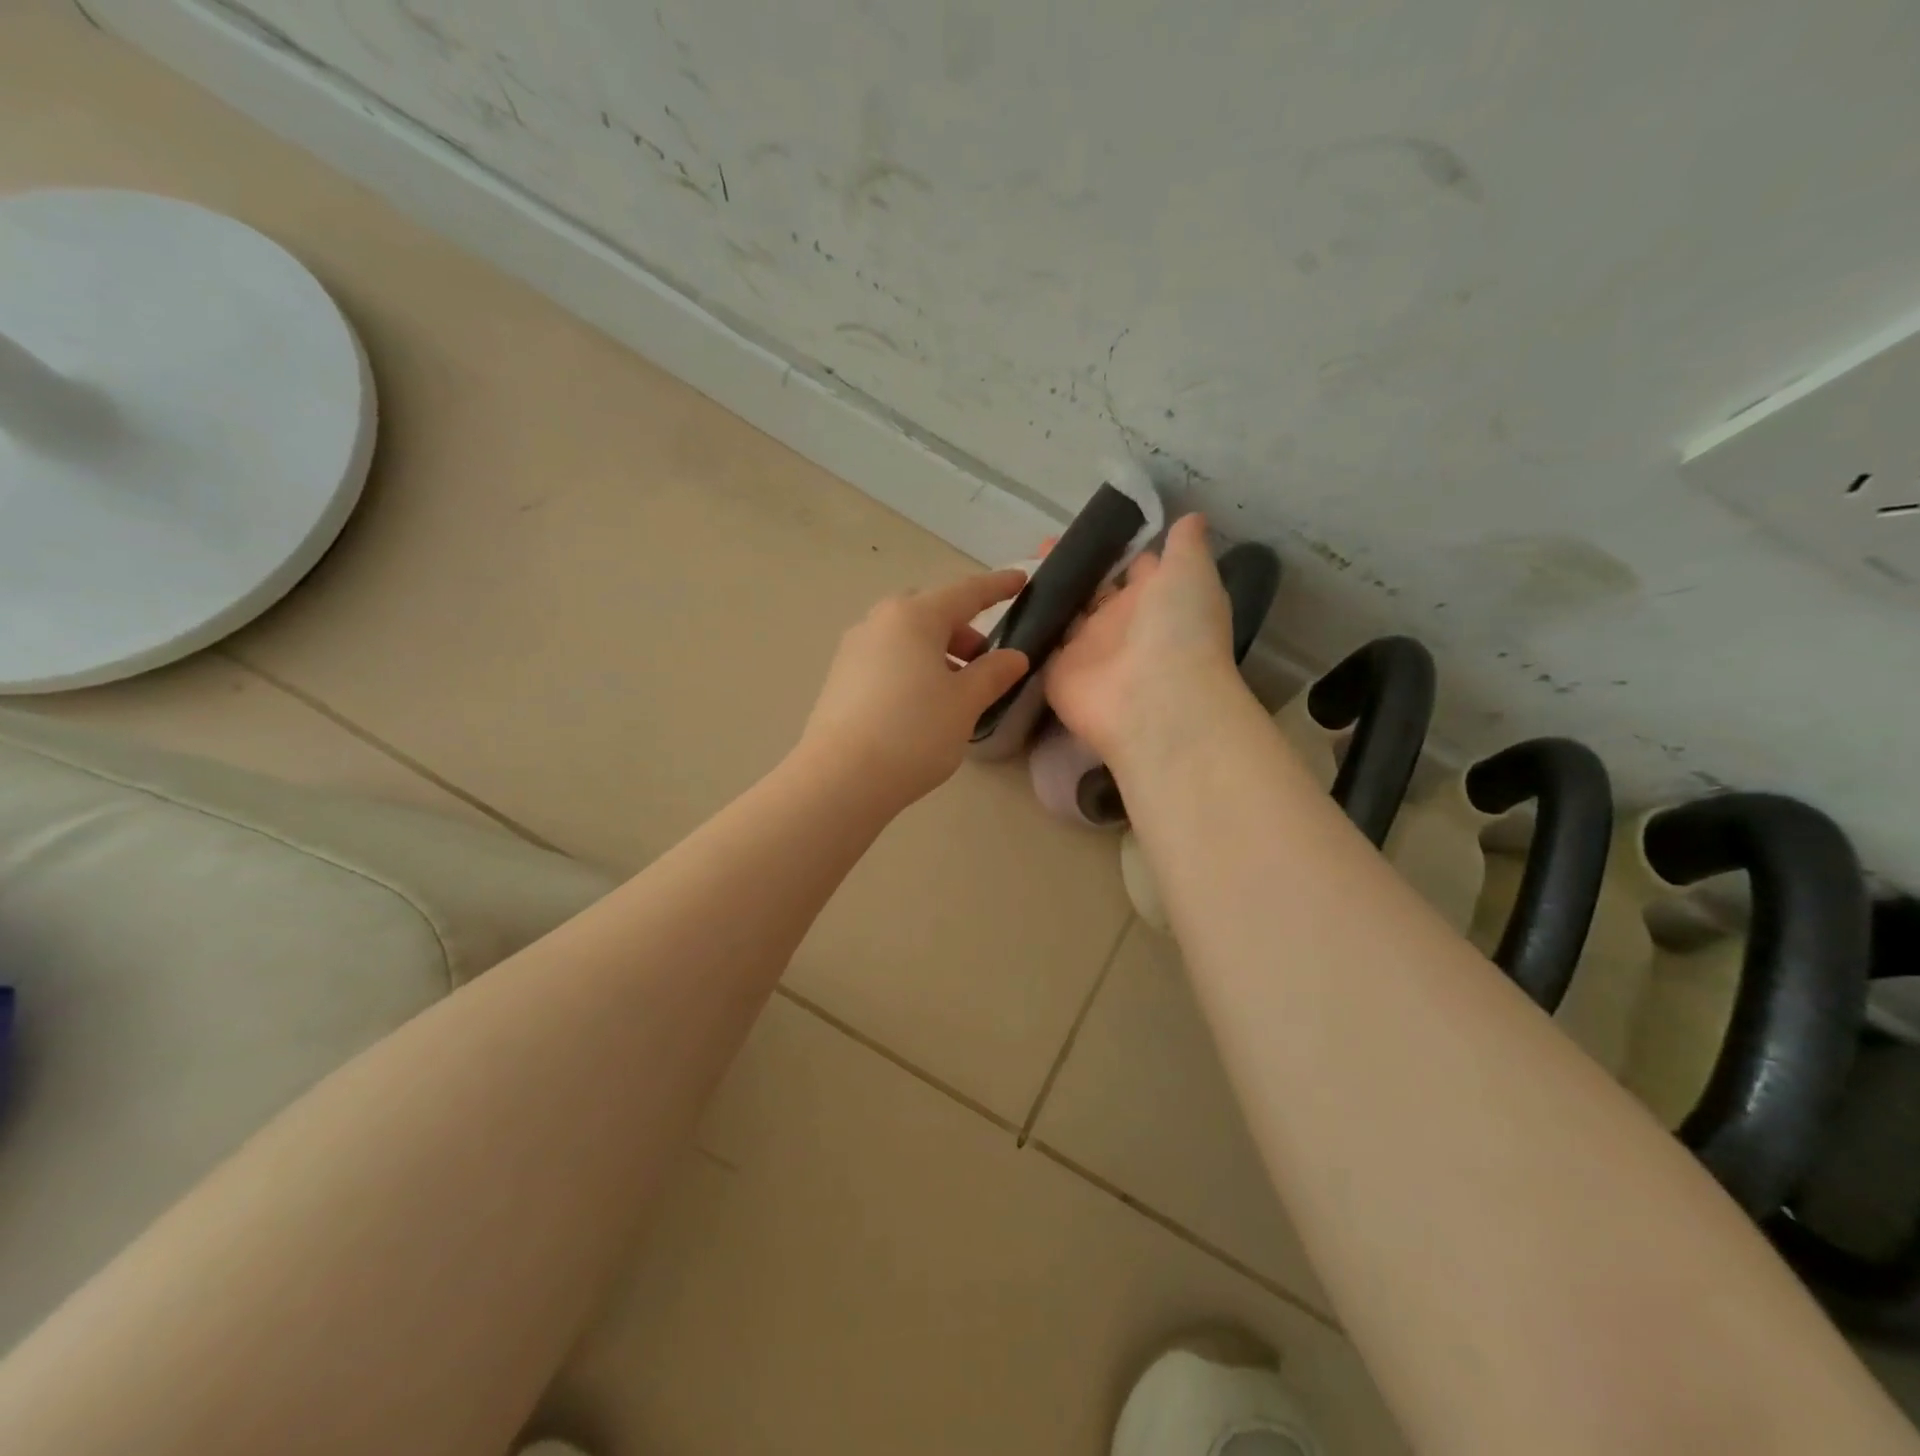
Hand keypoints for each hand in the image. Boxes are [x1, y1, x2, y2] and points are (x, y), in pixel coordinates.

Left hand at [799, 569, 1030, 806]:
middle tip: (982, 660)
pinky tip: (922, 704)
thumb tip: (1013, 657)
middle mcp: (879, 622)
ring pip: (905, 637)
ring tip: (955, 689)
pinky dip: (911, 667)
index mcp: (914, 617)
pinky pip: (886, 658)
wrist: (841, 778)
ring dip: (936, 651)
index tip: (1021, 580)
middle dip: (961, 628)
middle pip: (929, 612)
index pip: (966, 592)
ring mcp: (854, 649)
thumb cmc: (913, 732)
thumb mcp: (965, 703)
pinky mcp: (840, 678)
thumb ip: (993, 674)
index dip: (997, 587)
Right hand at [1044, 514, 1246, 765]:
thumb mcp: (1191, 574)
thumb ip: (1185, 546)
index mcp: (1154, 599)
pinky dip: (1026, 627)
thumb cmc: (1179, 630)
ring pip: (1064, 613)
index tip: (1089, 524)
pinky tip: (1004, 602)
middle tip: (1043, 544)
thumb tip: (1189, 518)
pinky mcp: (1057, 671)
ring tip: (1019, 567)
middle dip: (1073, 568)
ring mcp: (1087, 649)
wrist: (1153, 701)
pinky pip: (1038, 644)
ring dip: (1046, 593)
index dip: (1114, 546)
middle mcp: (1120, 624)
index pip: (1132, 568)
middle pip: (1092, 590)